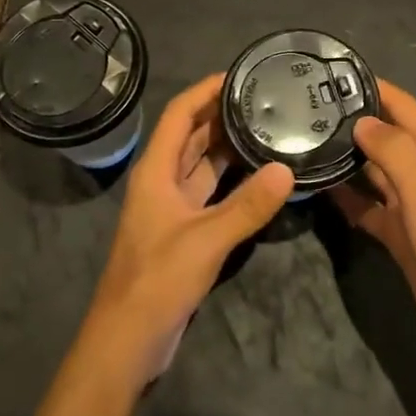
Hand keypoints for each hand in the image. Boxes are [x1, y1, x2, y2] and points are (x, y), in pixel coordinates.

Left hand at [82, 74, 292, 389]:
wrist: (128, 340)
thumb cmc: (157, 280)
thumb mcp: (206, 240)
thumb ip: (247, 206)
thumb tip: (287, 170)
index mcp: (156, 171)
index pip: (179, 115)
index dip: (204, 91)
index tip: (239, 75)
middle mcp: (162, 181)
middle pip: (191, 135)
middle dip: (222, 113)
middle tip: (264, 98)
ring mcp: (173, 207)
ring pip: (202, 163)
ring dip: (228, 145)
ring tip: (268, 126)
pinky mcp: (185, 230)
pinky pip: (211, 191)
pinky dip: (233, 178)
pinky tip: (261, 174)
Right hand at [330, 81, 415, 362]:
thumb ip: (393, 149)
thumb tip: (360, 120)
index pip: (400, 103)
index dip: (370, 86)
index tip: (328, 74)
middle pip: (384, 132)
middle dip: (351, 119)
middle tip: (303, 109)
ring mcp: (412, 200)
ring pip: (373, 167)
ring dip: (346, 156)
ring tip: (303, 140)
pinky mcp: (400, 229)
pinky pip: (368, 204)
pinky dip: (348, 196)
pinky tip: (318, 188)